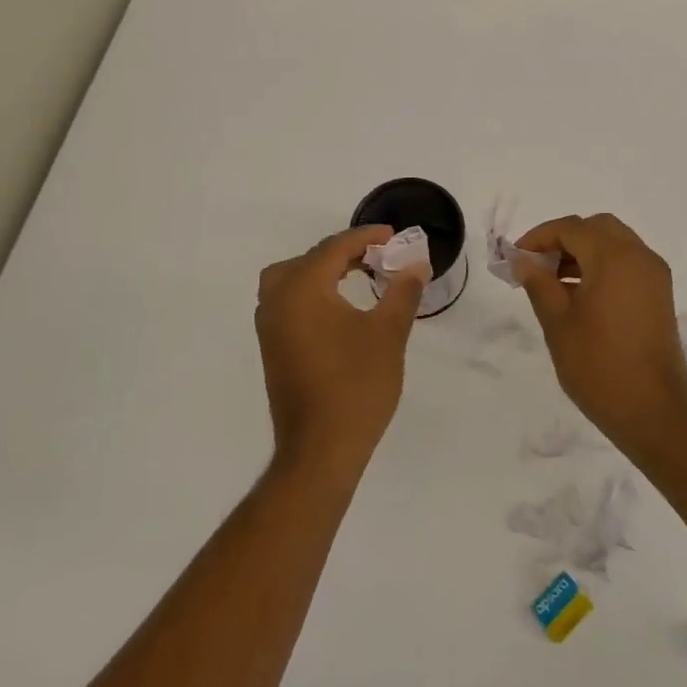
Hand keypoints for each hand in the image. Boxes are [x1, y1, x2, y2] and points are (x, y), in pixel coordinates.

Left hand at [255, 226, 427, 475]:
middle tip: (379, 257)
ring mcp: (269, 325)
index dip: (367, 237)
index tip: (395, 236)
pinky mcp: (272, 347)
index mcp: (301, 288)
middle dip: (345, 252)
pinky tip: (340, 306)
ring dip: (325, 271)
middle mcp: (277, 299)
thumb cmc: (356, 386)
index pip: (335, 248)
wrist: (320, 450)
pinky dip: (312, 292)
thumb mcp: (388, 333)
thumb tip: (416, 263)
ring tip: (360, 276)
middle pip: (310, 259)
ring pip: (293, 278)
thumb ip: (402, 291)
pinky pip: (289, 301)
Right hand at [511, 213, 686, 456]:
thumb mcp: (558, 323)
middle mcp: (639, 256)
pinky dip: (601, 266)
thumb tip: (523, 261)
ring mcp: (654, 276)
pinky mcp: (659, 295)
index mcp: (614, 257)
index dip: (539, 237)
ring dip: (583, 252)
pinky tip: (579, 294)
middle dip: (563, 239)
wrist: (654, 413)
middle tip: (537, 265)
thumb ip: (538, 284)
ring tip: (553, 282)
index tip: (515, 258)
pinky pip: (627, 263)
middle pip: (596, 228)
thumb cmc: (599, 367)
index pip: (571, 228)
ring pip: (614, 243)